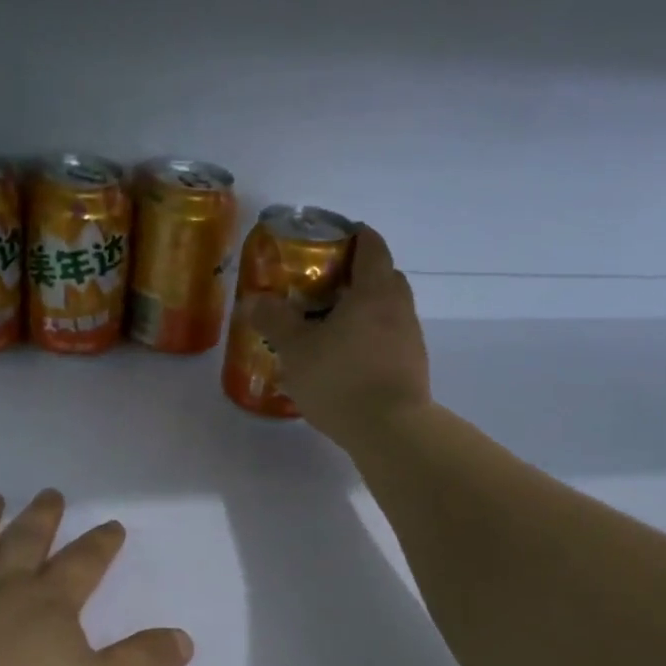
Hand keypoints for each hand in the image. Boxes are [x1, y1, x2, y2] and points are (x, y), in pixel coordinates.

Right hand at [240, 224, 430, 447]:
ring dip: (360, 310)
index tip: (327, 240)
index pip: (370, 244)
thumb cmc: (341, 379)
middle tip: (320, 286)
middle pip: (381, 276)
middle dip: (354, 275)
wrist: (391, 431)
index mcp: (374, 290)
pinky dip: (367, 338)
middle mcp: (399, 307)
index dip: (351, 235)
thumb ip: (274, 320)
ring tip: (327, 326)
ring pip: (385, 309)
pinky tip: (343, 359)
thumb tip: (253, 300)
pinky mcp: (411, 366)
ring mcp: (410, 338)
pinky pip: (387, 338)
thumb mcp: (296, 349)